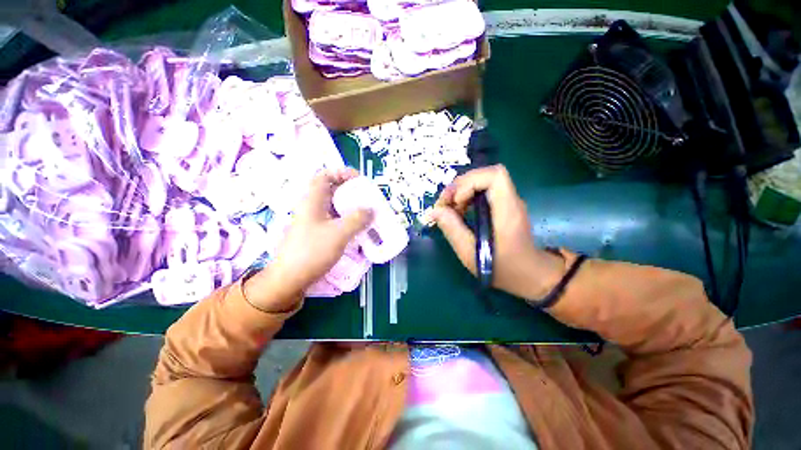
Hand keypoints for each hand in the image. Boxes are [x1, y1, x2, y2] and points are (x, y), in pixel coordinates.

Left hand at [244, 168, 372, 311]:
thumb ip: (357, 219)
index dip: (341, 172)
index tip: (359, 180)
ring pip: (334, 206)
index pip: (324, 175)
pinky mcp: (317, 233)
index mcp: (312, 200)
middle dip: (350, 191)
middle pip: (332, 190)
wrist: (289, 279)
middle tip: (367, 197)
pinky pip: (334, 220)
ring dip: (350, 207)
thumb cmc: (312, 251)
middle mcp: (312, 207)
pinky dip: (347, 220)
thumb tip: (371, 210)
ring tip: (367, 212)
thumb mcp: (339, 233)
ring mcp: (314, 221)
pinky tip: (358, 228)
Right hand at [431, 165, 564, 302]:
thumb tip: (435, 211)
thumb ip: (452, 229)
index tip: (456, 202)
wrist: (530, 275)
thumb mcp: (471, 253)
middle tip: (445, 204)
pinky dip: (467, 196)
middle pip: (486, 174)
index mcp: (507, 211)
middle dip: (460, 185)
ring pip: (483, 181)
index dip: (470, 182)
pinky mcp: (503, 206)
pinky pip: (483, 191)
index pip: (494, 175)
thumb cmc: (503, 268)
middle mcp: (511, 200)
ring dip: (462, 190)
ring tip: (449, 208)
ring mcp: (508, 202)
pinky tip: (459, 211)